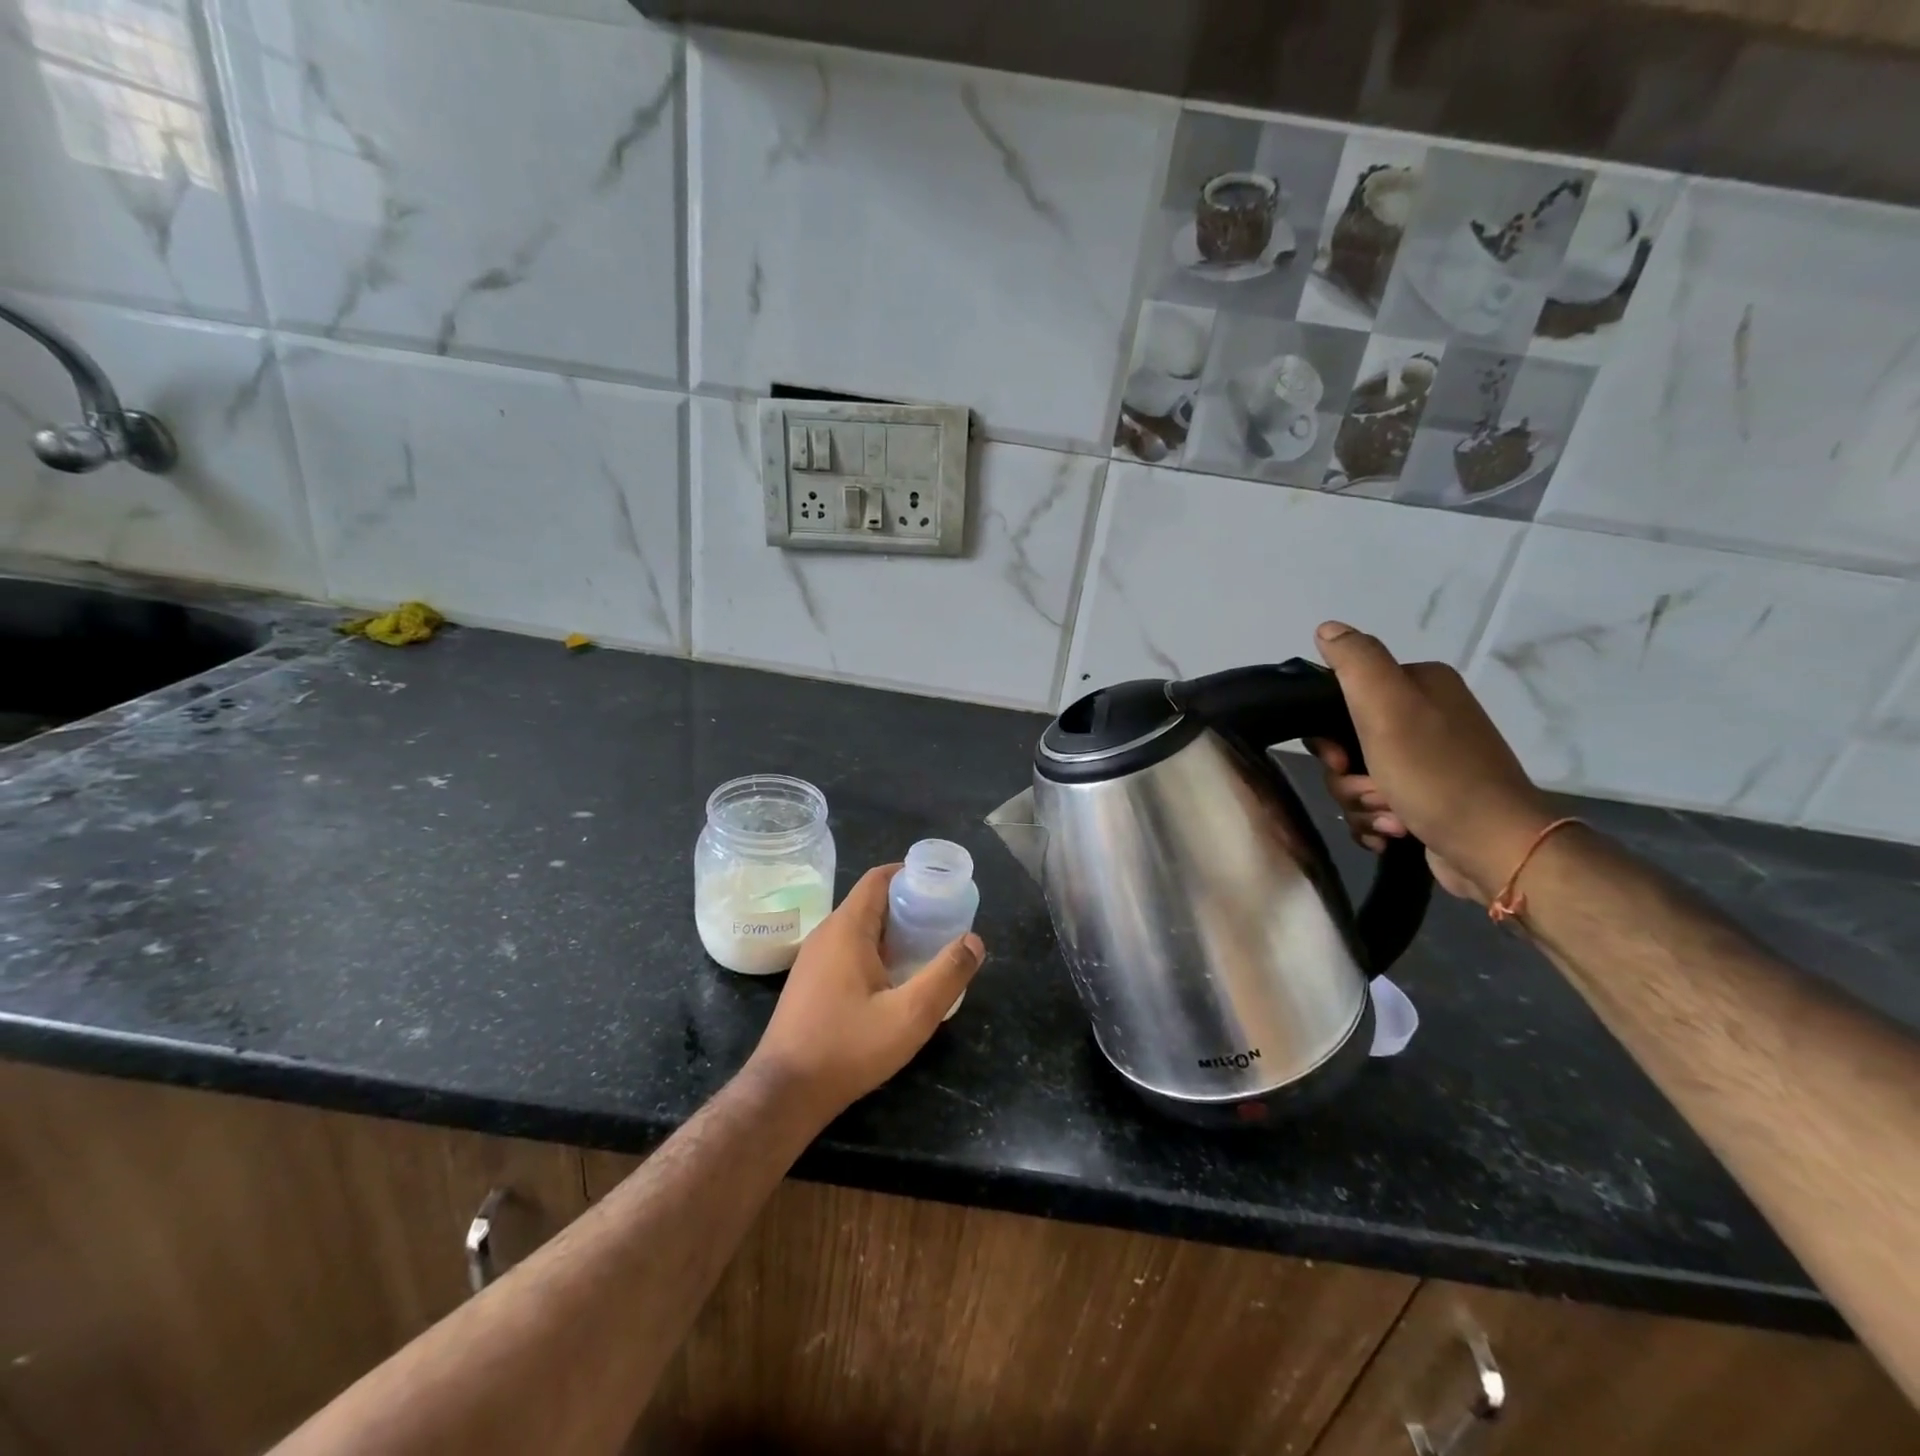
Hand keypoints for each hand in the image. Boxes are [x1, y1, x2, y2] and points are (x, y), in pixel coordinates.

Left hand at [746, 864, 984, 1119]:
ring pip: (859, 927)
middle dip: (908, 905)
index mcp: (847, 928)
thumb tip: (974, 940)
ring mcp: (814, 958)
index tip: (942, 888)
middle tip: (943, 922)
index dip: (911, 874)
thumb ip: (946, 975)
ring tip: (926, 949)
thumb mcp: (910, 1015)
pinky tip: (894, 980)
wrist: (785, 1092)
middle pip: (871, 901)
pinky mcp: (810, 981)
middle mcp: (827, 933)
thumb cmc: (848, 1048)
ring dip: (893, 931)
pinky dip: (875, 950)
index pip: (879, 878)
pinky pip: (847, 949)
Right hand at [1308, 621, 1557, 903]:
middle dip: (1346, 777)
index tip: (1339, 760)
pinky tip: (1391, 832)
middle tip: (1370, 791)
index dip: (1328, 734)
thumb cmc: (1436, 774)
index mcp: (1419, 685)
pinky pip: (1374, 805)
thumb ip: (1355, 661)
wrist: (1494, 847)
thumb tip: (1326, 629)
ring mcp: (1427, 760)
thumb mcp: (1387, 707)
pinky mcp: (1426, 798)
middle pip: (1345, 743)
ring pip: (1356, 778)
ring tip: (1389, 818)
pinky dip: (1374, 821)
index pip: (1341, 697)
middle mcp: (1426, 716)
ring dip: (1361, 803)